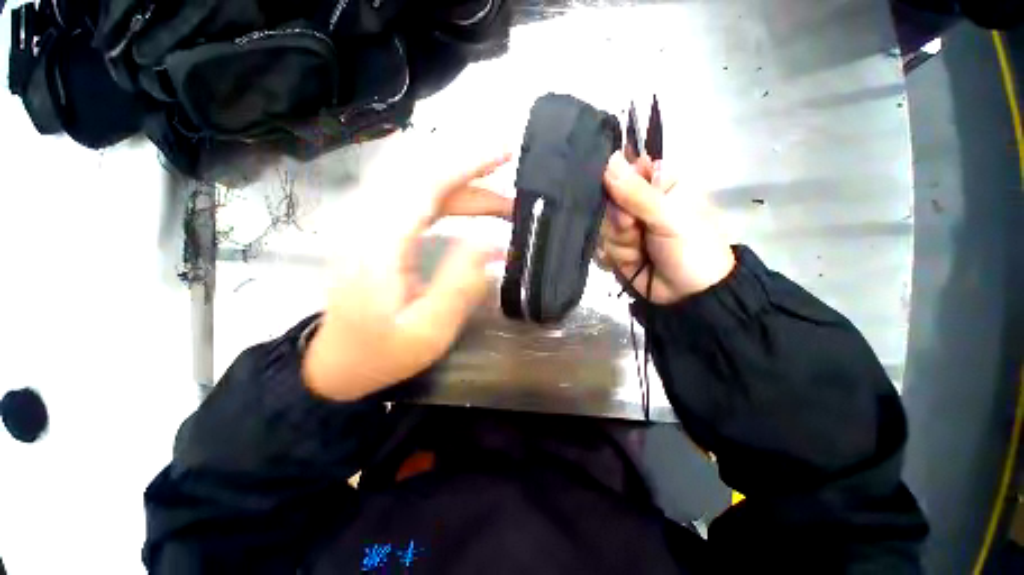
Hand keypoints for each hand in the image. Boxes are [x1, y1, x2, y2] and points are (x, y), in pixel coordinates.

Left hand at [302, 154, 511, 400]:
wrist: (336, 363)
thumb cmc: (382, 353)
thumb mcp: (428, 331)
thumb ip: (459, 284)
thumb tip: (492, 243)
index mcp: (380, 246)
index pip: (424, 184)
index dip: (465, 163)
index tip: (504, 152)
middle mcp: (370, 224)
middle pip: (422, 175)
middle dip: (471, 167)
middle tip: (511, 174)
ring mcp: (371, 226)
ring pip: (421, 186)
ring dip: (466, 187)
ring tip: (504, 204)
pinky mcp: (378, 233)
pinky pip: (418, 202)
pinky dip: (452, 199)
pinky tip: (476, 210)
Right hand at [596, 151, 734, 303]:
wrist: (690, 295)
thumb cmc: (692, 248)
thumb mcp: (668, 217)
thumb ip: (636, 193)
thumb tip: (608, 160)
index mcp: (658, 185)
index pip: (623, 171)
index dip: (615, 185)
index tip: (621, 200)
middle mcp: (638, 203)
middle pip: (607, 202)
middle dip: (618, 221)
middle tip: (635, 231)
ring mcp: (625, 228)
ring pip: (601, 226)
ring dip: (619, 243)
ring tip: (639, 253)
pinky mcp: (616, 248)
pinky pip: (599, 246)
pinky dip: (612, 256)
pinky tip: (628, 263)